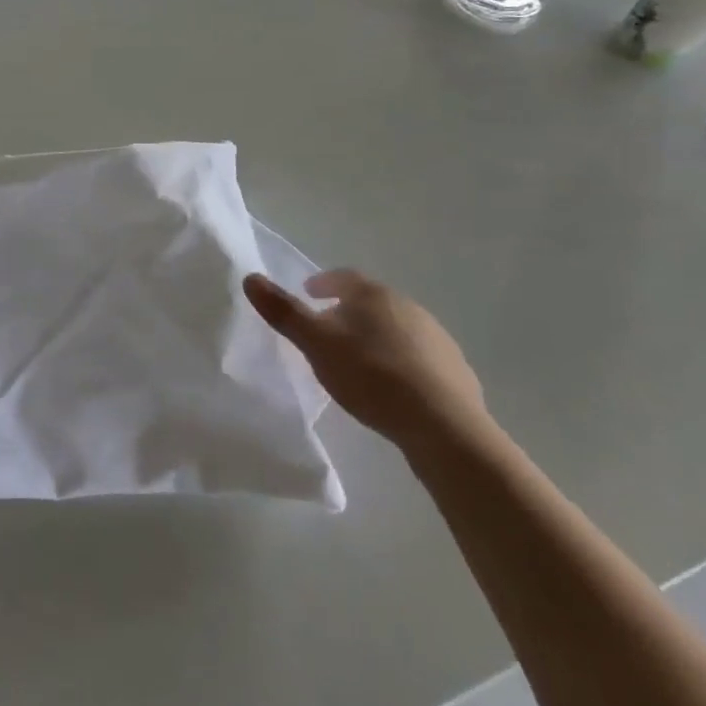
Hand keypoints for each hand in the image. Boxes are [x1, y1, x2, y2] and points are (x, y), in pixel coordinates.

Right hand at [243, 268, 489, 458]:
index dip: (323, 283)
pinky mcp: (456, 372)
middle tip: (326, 330)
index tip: (308, 293)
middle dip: (347, 311)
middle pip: (371, 302)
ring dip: (374, 337)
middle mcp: (409, 308)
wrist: (444, 427)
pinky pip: (418, 358)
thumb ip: (283, 312)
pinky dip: (399, 363)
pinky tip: (390, 387)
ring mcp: (437, 339)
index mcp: (375, 295)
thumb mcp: (316, 344)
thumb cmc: (371, 375)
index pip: (344, 277)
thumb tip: (250, 278)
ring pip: (396, 329)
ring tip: (356, 361)